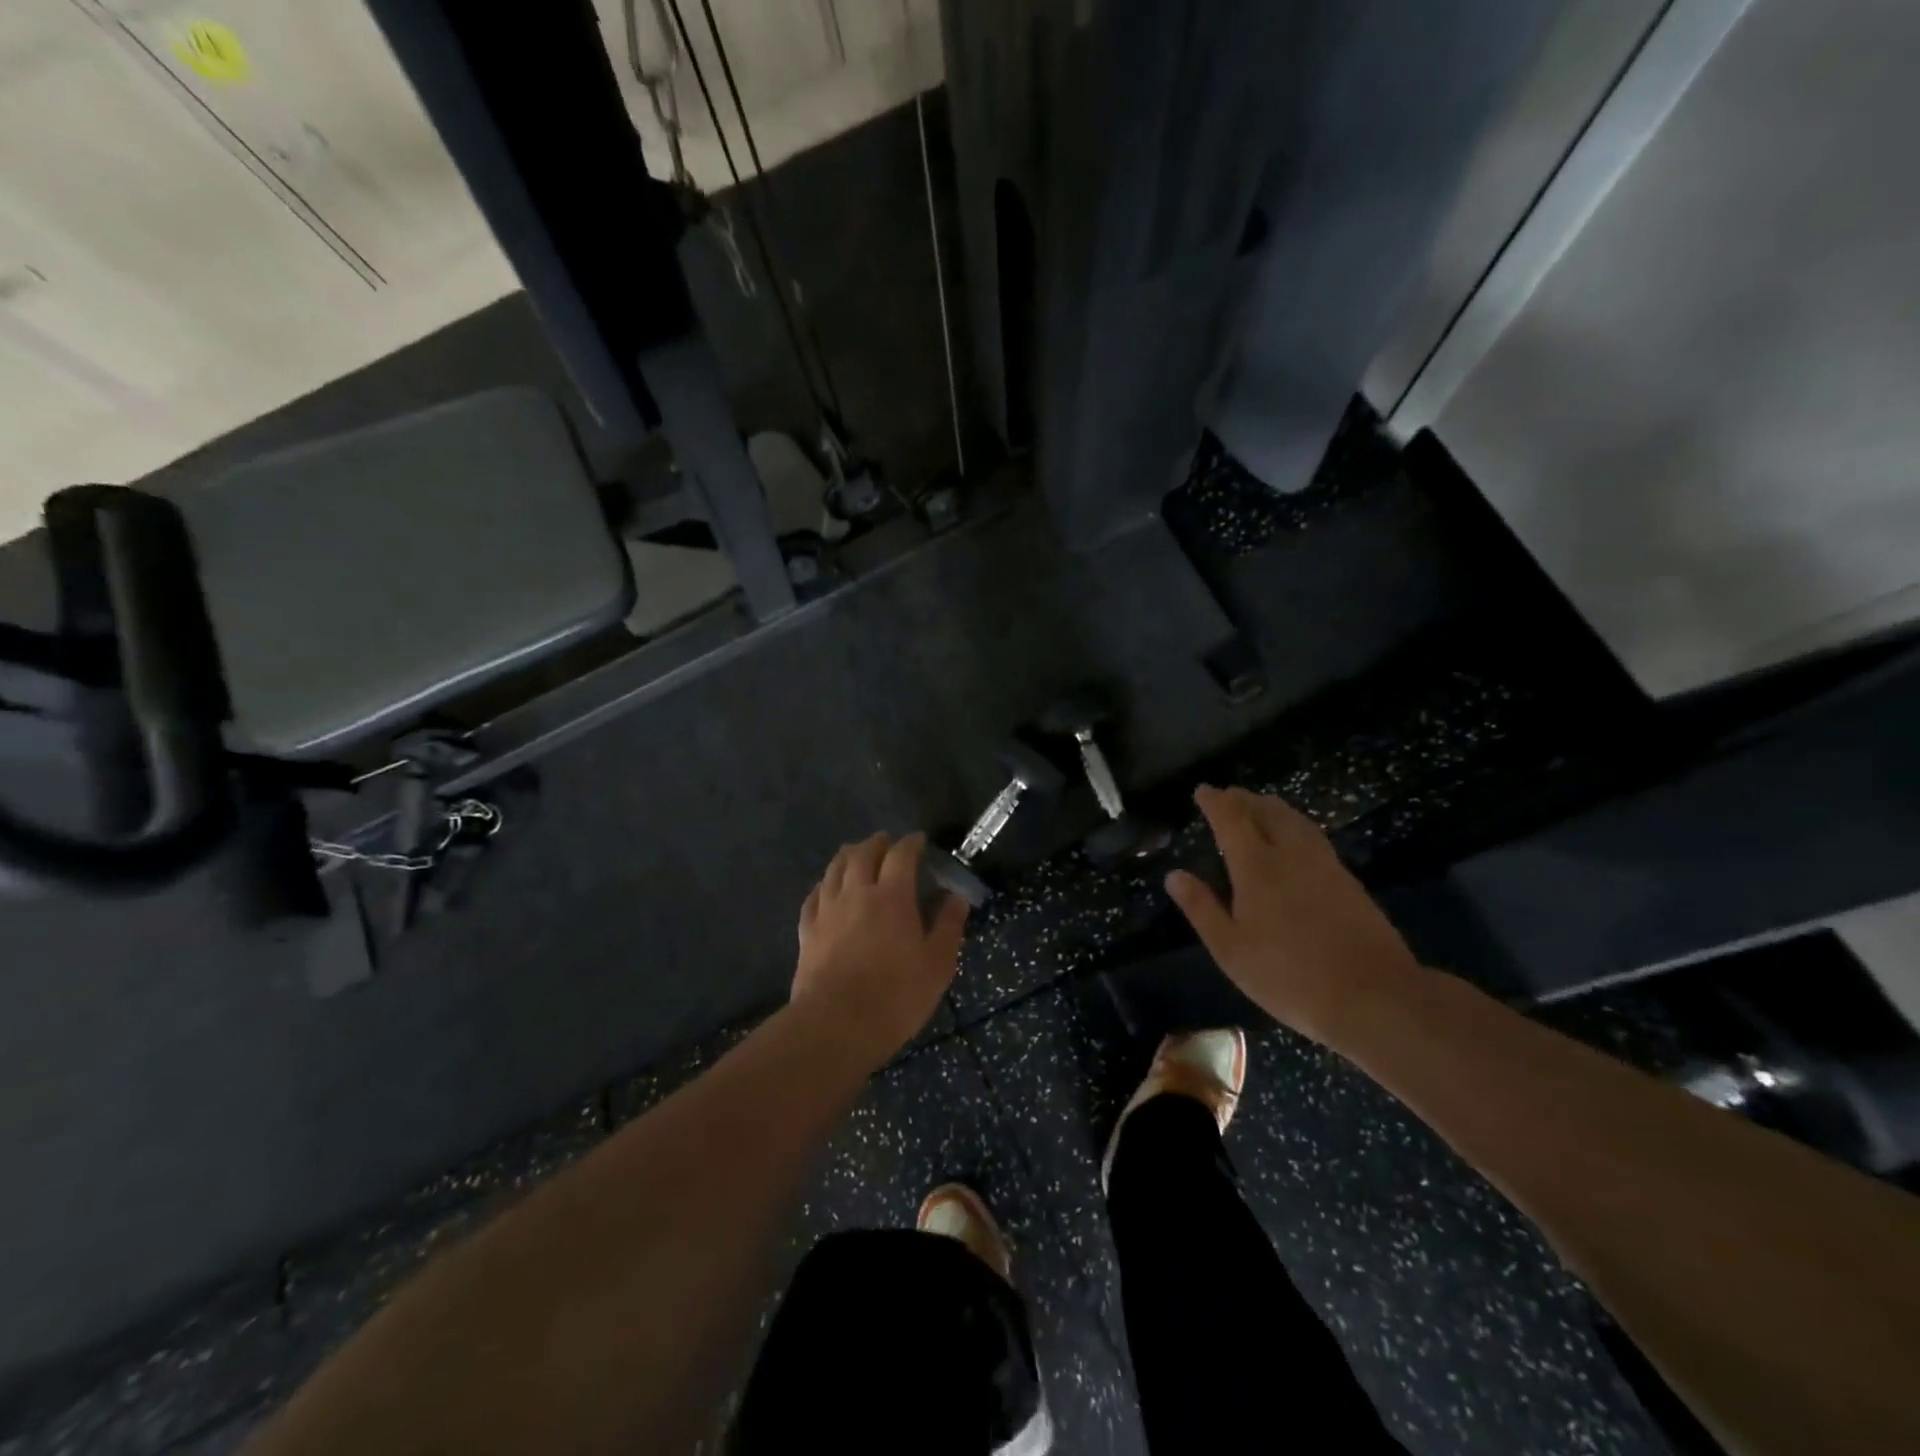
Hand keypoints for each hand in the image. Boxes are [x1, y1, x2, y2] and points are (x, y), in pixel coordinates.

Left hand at [791, 832, 967, 1073]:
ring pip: (835, 869)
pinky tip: (826, 888)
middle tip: (887, 843)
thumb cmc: (896, 995)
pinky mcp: (807, 931)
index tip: (919, 841)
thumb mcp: (937, 964)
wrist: (836, 1025)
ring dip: (848, 856)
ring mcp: (827, 911)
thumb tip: (955, 897)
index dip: (911, 843)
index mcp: (892, 896)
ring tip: (856, 854)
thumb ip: (947, 926)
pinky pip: (813, 896)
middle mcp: (857, 893)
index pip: (901, 855)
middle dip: (877, 843)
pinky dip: (824, 885)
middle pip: (863, 854)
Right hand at [1165, 786, 1423, 1047]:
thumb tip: (1175, 875)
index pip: (1231, 820)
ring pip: (1295, 821)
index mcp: (1256, 867)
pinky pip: (1314, 837)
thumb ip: (1202, 908)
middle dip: (1244, 800)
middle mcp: (1290, 855)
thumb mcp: (1231, 949)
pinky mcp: (1349, 882)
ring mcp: (1325, 866)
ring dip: (1273, 808)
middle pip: (1267, 812)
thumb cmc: (1289, 976)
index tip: (1203, 791)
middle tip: (1229, 795)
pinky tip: (1296, 840)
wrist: (1374, 996)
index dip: (1215, 802)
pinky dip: (1295, 825)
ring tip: (1261, 806)